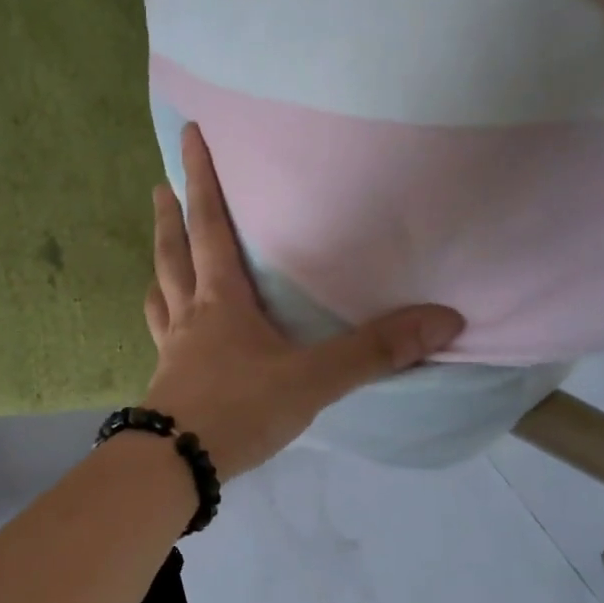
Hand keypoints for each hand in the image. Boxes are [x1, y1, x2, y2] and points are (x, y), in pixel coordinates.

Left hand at [139, 125, 462, 480]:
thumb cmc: (238, 410)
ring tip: (160, 254)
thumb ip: (373, 351)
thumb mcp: (312, 379)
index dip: (201, 180)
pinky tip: (168, 331)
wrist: (176, 465)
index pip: (209, 227)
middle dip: (169, 218)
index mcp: (221, 302)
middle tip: (160, 187)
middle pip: (173, 256)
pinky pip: (160, 338)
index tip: (186, 136)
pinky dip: (162, 321)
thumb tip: (443, 319)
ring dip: (160, 269)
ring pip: (160, 297)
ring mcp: (172, 352)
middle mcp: (189, 318)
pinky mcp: (166, 384)